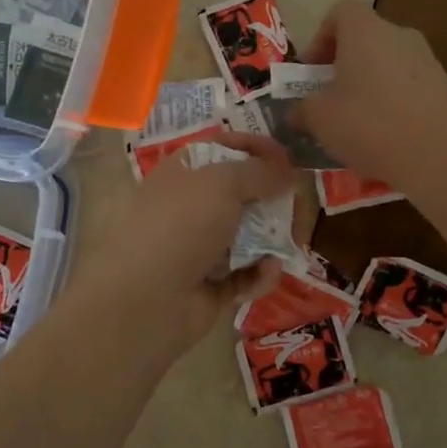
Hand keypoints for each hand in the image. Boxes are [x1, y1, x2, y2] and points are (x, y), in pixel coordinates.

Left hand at [68, 132, 294, 356]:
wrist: (147, 298)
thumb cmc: (182, 224)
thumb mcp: (222, 182)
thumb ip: (259, 171)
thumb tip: (284, 173)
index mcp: (183, 173)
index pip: (223, 149)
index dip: (256, 149)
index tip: (287, 159)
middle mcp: (190, 208)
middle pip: (242, 195)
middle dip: (274, 200)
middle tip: (299, 207)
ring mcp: (199, 249)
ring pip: (248, 237)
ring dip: (274, 239)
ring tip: (294, 242)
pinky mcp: (210, 287)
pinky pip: (245, 275)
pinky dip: (260, 273)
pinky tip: (268, 271)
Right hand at [295, 1, 446, 190]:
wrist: (439, 155)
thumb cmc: (369, 125)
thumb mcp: (320, 120)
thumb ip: (302, 111)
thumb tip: (294, 113)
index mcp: (365, 31)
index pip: (340, 11)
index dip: (321, 37)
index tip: (312, 71)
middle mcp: (399, 35)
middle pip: (365, 38)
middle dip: (343, 65)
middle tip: (329, 98)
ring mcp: (426, 60)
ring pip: (387, 63)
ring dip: (367, 85)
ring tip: (355, 123)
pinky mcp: (444, 87)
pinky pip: (407, 86)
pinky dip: (392, 103)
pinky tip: (385, 137)